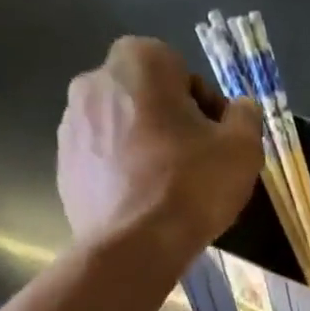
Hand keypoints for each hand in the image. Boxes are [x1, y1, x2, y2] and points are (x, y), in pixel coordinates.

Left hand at [57, 36, 263, 260]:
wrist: (133, 249)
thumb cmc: (191, 188)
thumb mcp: (242, 150)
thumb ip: (246, 118)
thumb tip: (240, 110)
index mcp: (138, 61)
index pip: (184, 75)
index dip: (207, 112)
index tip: (217, 147)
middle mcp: (95, 80)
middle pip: (148, 102)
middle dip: (171, 128)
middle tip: (195, 171)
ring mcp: (72, 125)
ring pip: (123, 132)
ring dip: (145, 153)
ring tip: (167, 195)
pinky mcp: (64, 167)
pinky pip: (103, 164)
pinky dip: (122, 178)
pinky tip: (142, 209)